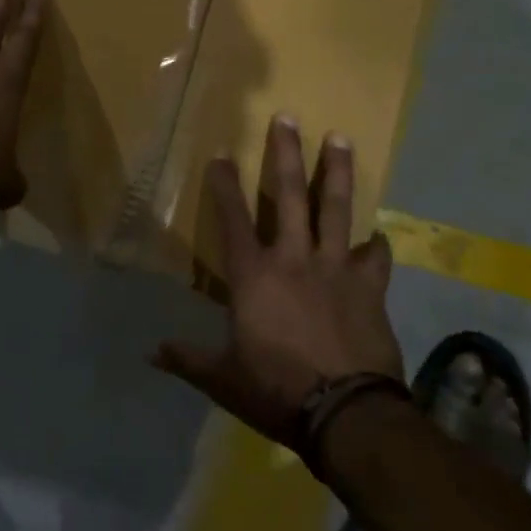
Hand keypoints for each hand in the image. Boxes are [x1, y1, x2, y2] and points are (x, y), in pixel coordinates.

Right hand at [153, 115, 402, 448]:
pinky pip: (376, 258)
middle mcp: (293, 259)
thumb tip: (149, 353)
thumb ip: (188, 359)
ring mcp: (335, 269)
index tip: (222, 153)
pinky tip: (380, 236)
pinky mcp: (369, 288)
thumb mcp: (224, 379)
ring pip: (335, 210)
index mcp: (254, 276)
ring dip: (337, 172)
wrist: (346, 413)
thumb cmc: (277, 390)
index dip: (224, 185)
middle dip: (285, 153)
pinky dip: (378, 246)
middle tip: (288, 116)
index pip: (232, 219)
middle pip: (287, 196)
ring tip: (341, 138)